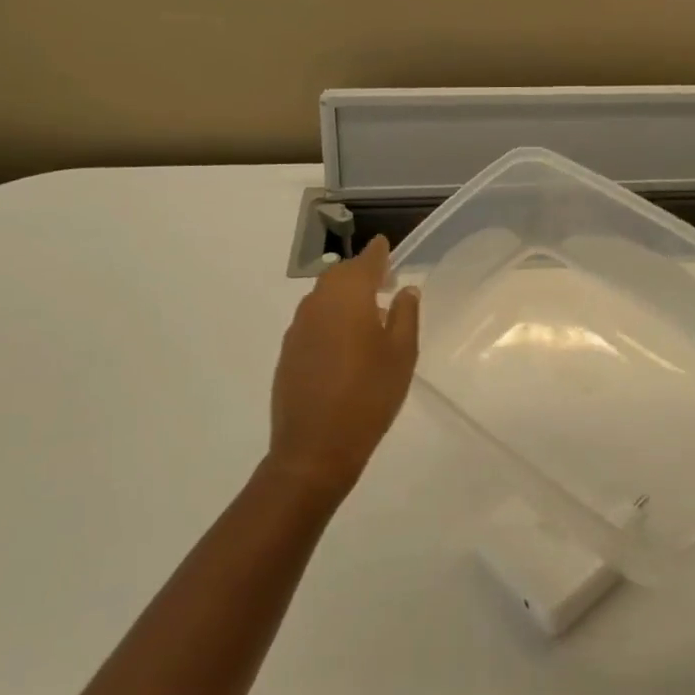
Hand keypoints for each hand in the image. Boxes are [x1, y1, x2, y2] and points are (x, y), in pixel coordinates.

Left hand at [266, 237, 420, 502]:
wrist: (315, 448)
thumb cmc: (369, 395)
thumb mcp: (402, 354)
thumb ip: (405, 315)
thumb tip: (405, 290)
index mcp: (348, 298)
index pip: (365, 262)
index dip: (378, 253)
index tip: (385, 245)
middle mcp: (317, 304)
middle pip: (339, 276)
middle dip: (361, 273)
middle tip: (383, 282)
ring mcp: (297, 329)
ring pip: (323, 299)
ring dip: (344, 297)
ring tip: (368, 313)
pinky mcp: (288, 353)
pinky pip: (313, 322)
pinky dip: (330, 320)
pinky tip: (345, 343)